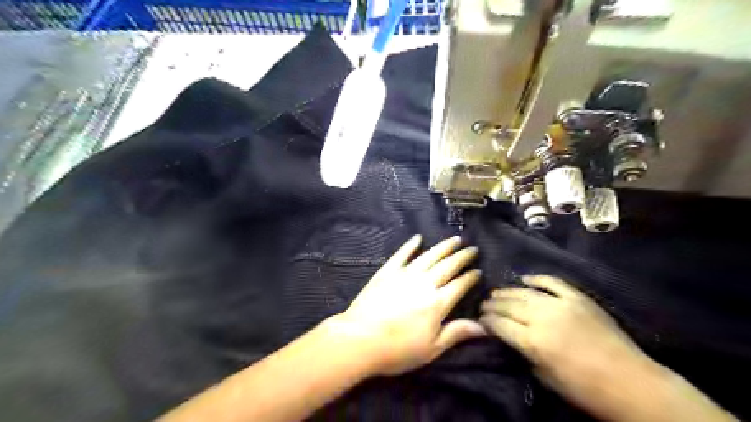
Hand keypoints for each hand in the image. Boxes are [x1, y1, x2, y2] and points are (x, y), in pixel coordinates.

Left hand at [329, 236, 486, 377]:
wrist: (360, 339)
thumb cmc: (398, 349)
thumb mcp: (432, 349)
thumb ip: (457, 333)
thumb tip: (484, 327)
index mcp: (437, 303)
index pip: (459, 285)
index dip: (470, 277)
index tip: (478, 270)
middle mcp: (424, 283)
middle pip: (447, 266)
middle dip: (462, 256)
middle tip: (472, 248)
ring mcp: (404, 274)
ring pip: (429, 256)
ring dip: (443, 247)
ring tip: (454, 239)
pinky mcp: (387, 271)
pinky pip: (401, 254)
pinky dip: (410, 245)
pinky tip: (417, 237)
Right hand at [481, 276, 651, 416]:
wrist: (631, 383)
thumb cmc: (585, 389)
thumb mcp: (546, 377)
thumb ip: (525, 353)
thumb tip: (512, 338)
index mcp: (533, 341)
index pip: (499, 324)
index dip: (486, 321)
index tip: (479, 319)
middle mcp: (543, 318)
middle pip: (509, 305)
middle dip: (493, 305)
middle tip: (484, 305)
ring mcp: (561, 304)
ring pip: (526, 292)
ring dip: (508, 292)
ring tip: (497, 292)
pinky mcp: (578, 298)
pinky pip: (553, 282)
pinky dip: (538, 279)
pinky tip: (526, 278)